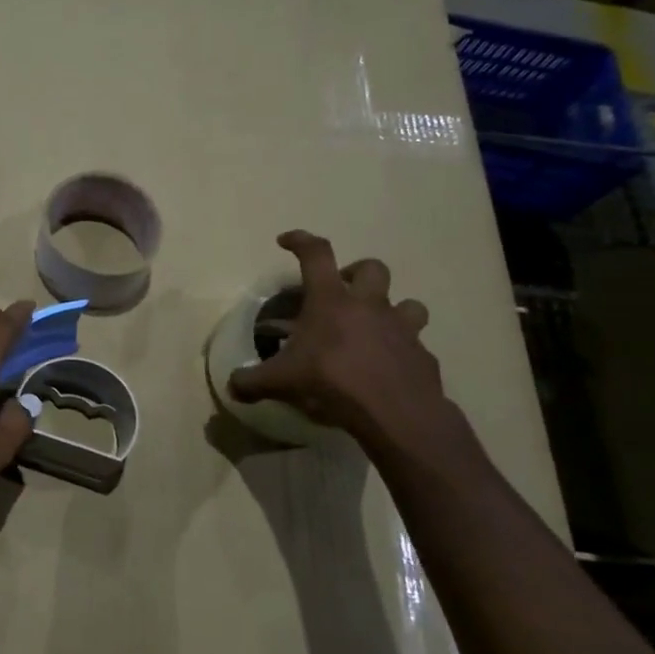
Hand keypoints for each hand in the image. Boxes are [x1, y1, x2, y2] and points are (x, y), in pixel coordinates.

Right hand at [227, 231, 449, 451]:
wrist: (395, 413)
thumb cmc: (331, 383)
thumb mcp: (279, 382)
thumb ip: (251, 381)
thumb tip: (232, 385)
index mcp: (331, 301)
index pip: (316, 255)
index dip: (300, 241)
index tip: (286, 241)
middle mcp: (370, 306)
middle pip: (372, 268)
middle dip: (356, 273)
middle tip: (341, 293)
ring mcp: (401, 329)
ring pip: (407, 303)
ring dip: (391, 309)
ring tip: (374, 329)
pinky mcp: (422, 356)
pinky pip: (414, 346)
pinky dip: (401, 352)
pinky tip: (386, 370)